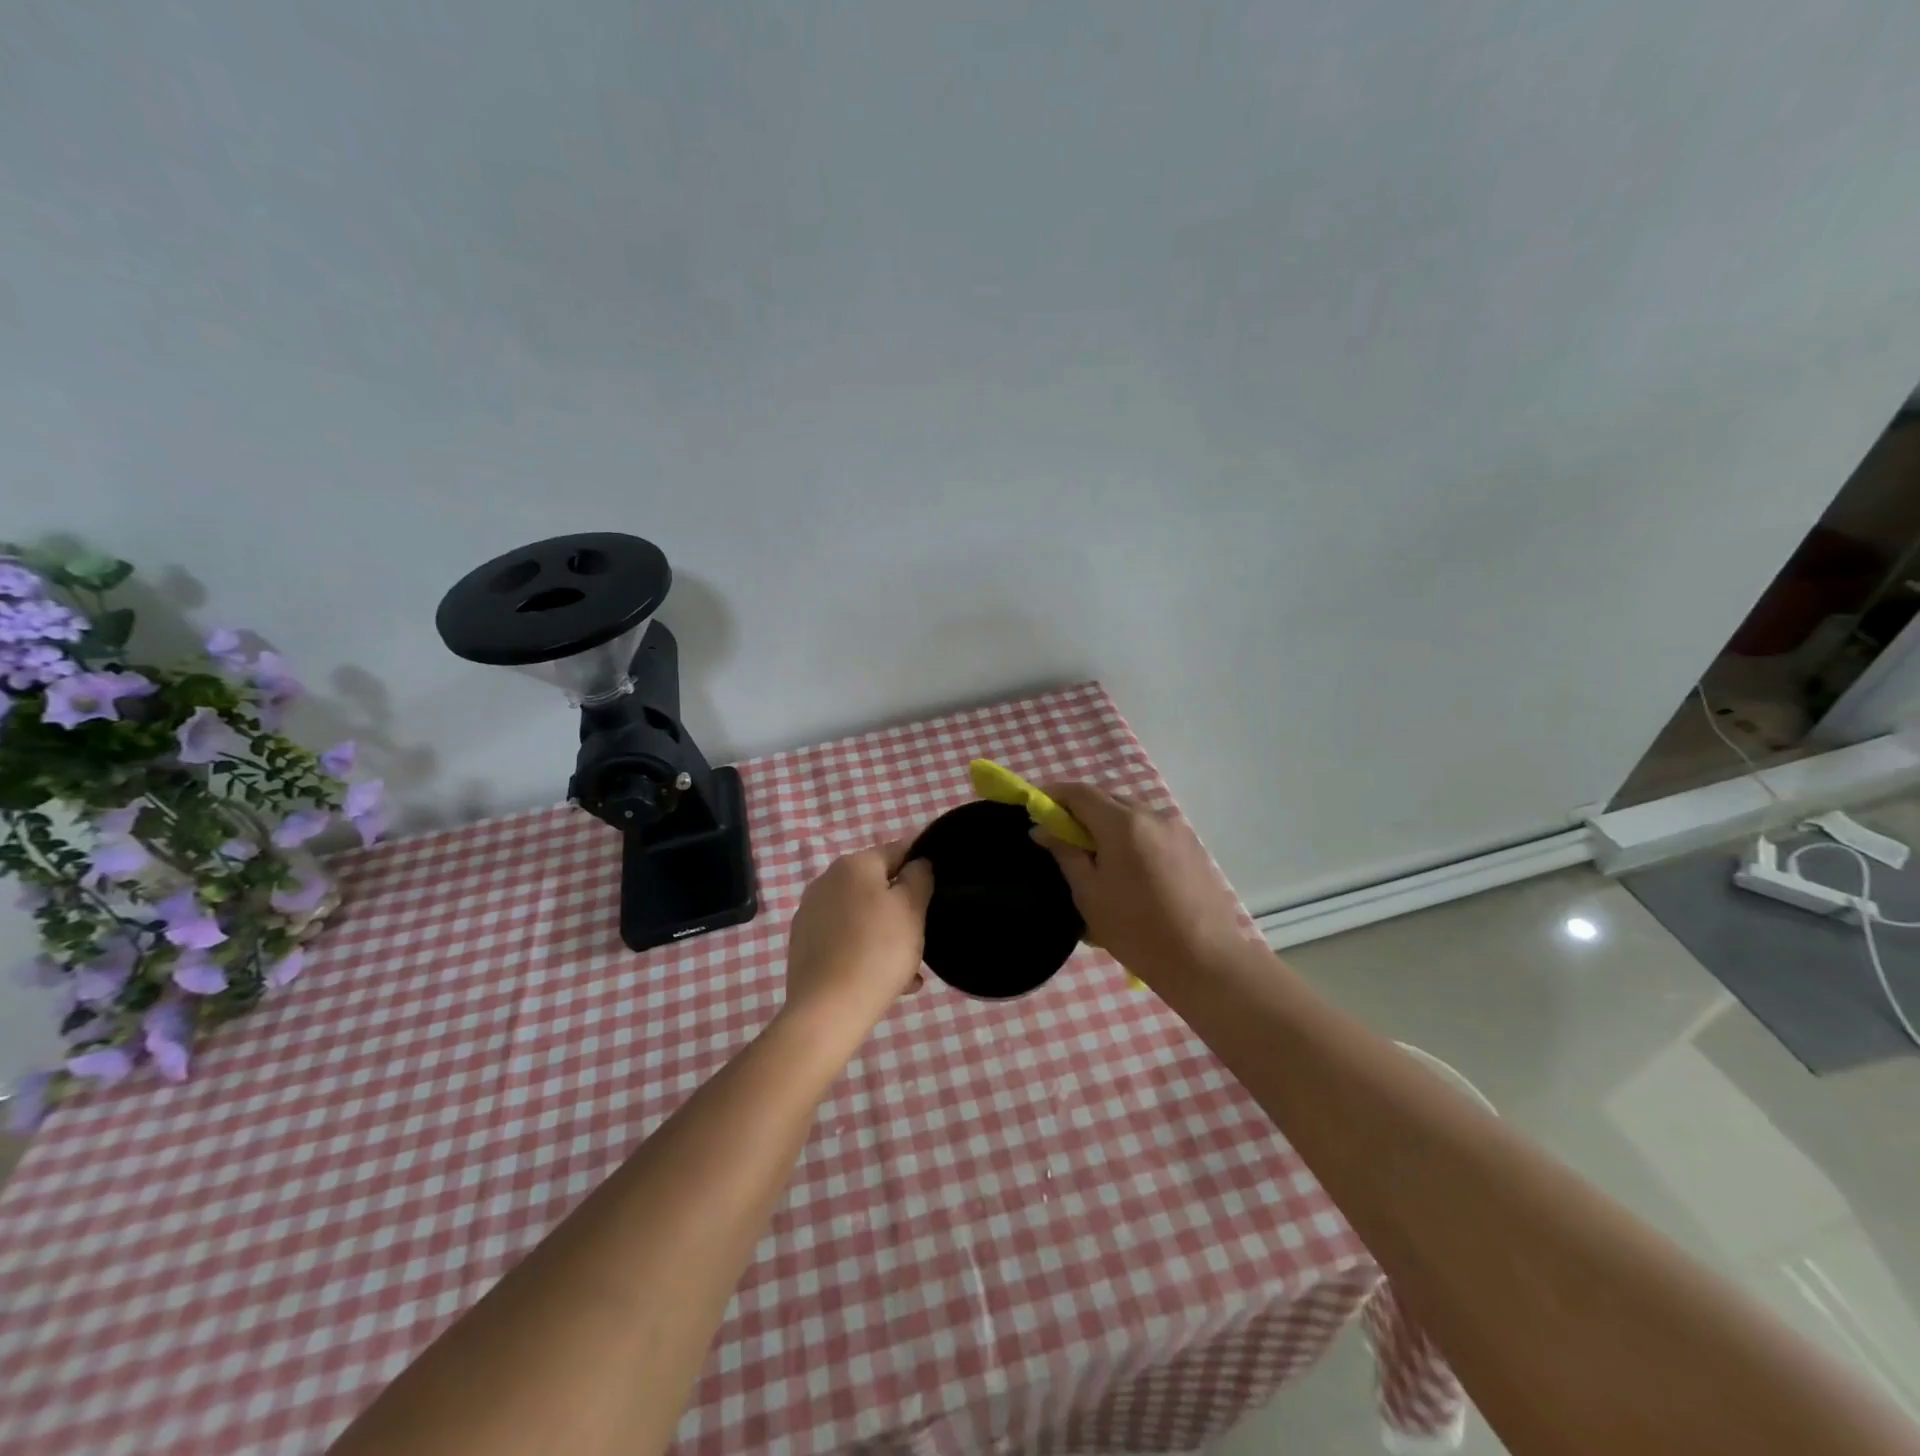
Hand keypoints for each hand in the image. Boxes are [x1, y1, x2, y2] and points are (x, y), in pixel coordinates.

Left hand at [782, 841, 933, 1037]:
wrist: (827, 1011)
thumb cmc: (878, 951)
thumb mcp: (912, 909)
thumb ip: (919, 877)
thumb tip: (917, 864)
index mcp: (853, 865)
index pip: (897, 850)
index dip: (920, 865)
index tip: (937, 890)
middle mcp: (826, 881)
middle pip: (877, 885)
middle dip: (902, 907)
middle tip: (922, 935)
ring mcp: (810, 914)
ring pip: (862, 916)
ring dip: (886, 933)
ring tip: (907, 968)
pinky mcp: (803, 945)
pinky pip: (845, 940)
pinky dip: (865, 952)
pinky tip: (885, 981)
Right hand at [1034, 783, 1249, 987]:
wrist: (1206, 961)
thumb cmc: (1137, 930)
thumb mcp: (1089, 894)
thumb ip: (1065, 853)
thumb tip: (1043, 829)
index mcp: (1123, 823)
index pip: (1080, 793)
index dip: (1054, 795)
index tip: (1036, 809)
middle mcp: (1152, 815)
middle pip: (1107, 801)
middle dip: (1081, 812)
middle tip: (1062, 839)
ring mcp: (1177, 830)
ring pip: (1132, 816)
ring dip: (1108, 826)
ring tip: (1097, 861)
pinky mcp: (1192, 848)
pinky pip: (1151, 832)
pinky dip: (1132, 839)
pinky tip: (1129, 873)